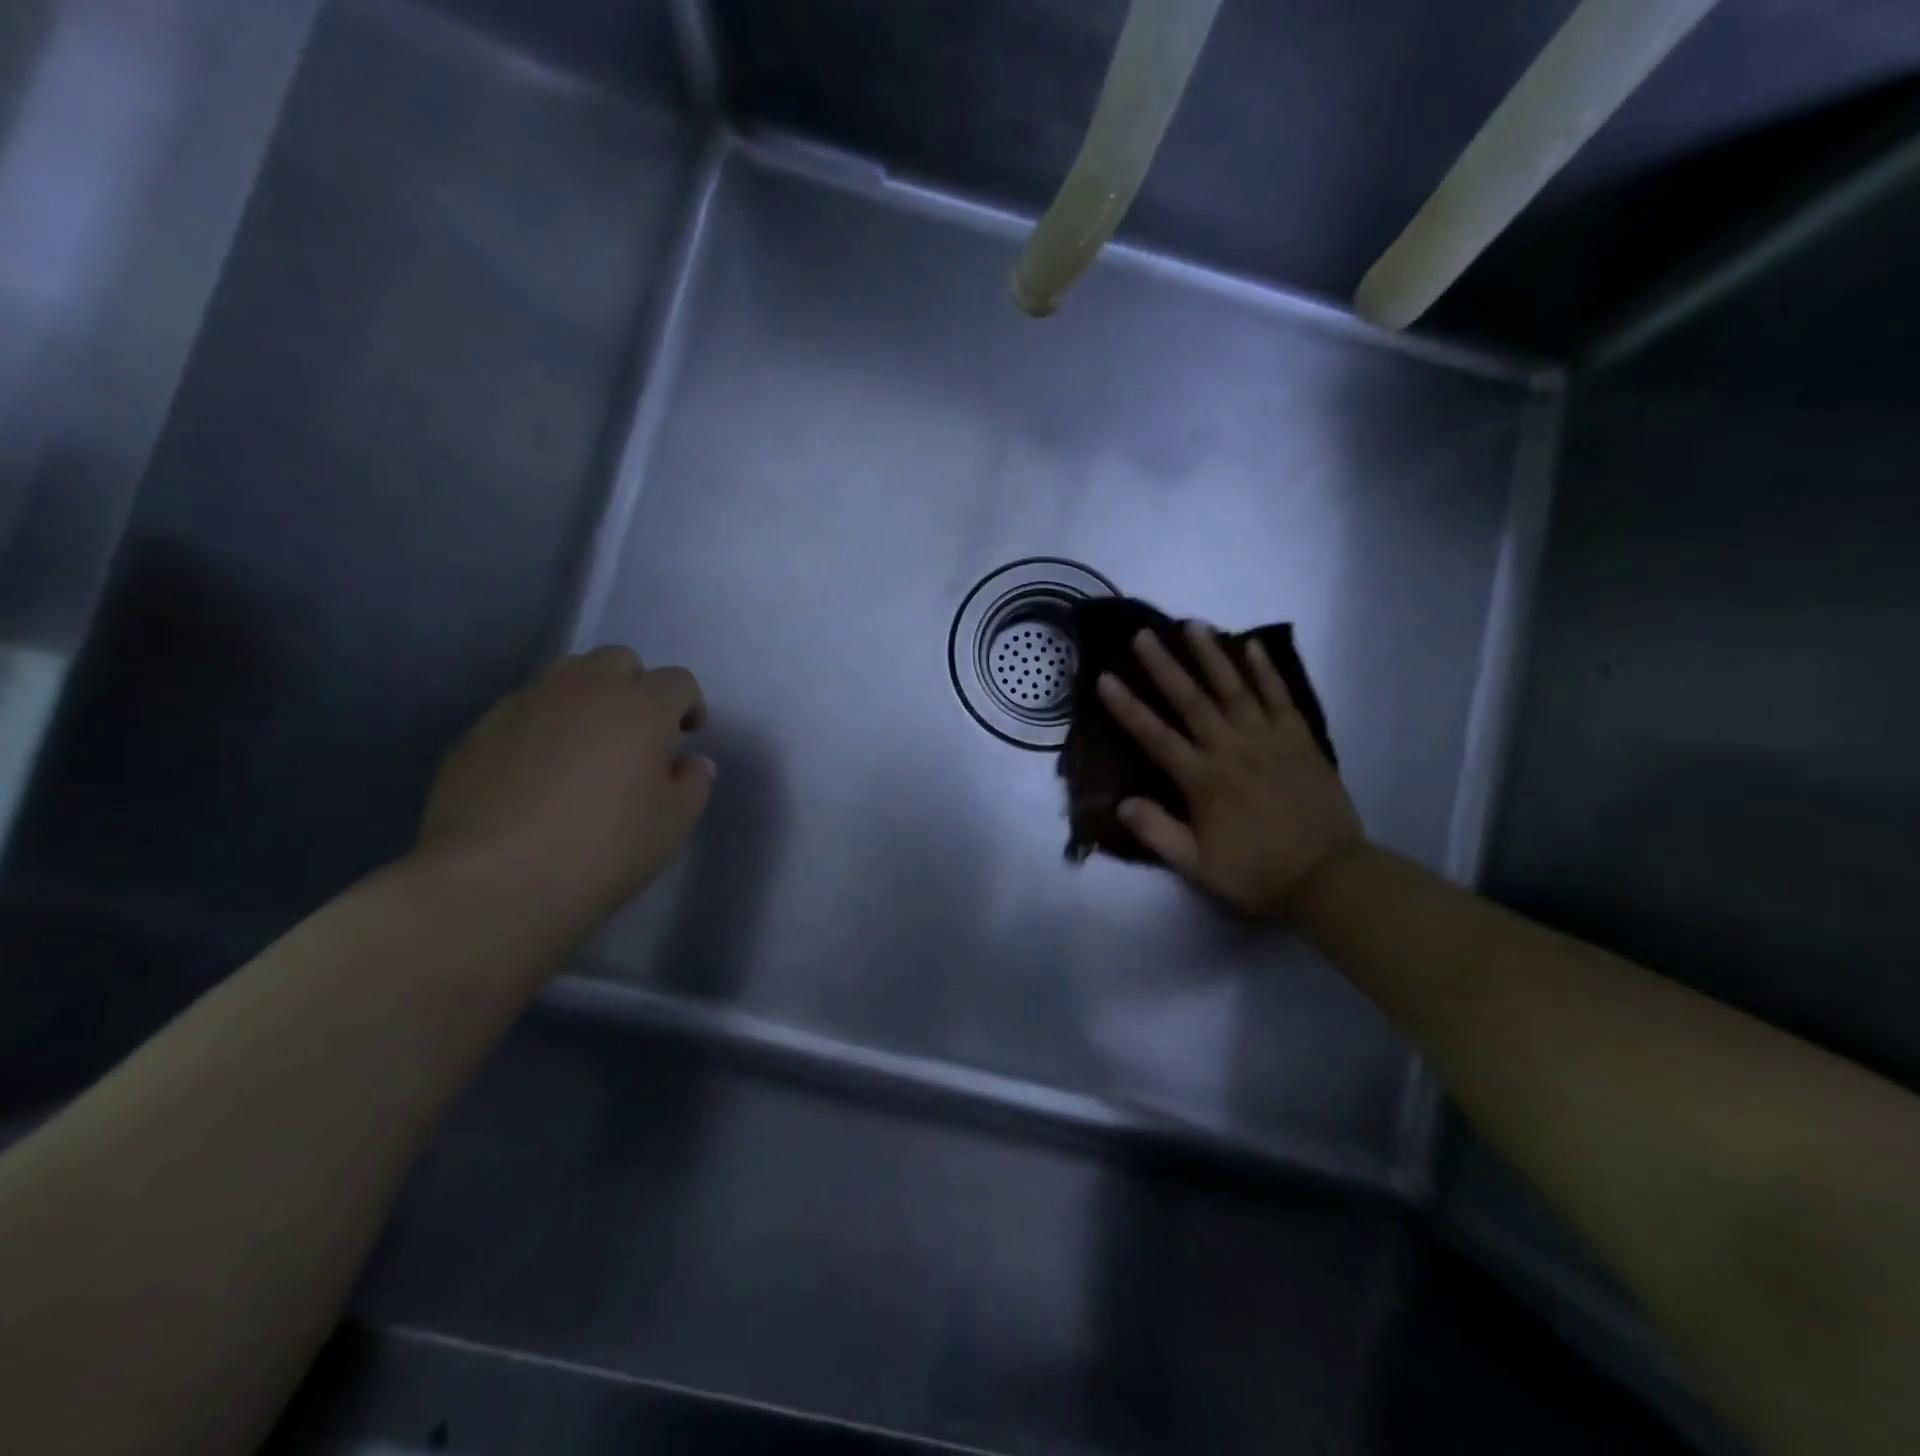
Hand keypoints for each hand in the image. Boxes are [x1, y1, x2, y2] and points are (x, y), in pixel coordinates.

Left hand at [416, 646, 714, 925]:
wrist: (494, 880)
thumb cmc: (605, 848)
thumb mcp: (674, 823)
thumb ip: (693, 783)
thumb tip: (689, 762)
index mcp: (641, 706)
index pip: (678, 682)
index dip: (689, 706)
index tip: (686, 737)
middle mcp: (584, 689)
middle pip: (619, 661)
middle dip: (635, 687)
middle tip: (636, 734)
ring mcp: (525, 704)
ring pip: (566, 676)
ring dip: (587, 699)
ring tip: (586, 747)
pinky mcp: (479, 730)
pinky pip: (524, 711)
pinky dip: (542, 727)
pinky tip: (537, 774)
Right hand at [1097, 623, 1363, 919]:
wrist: (1329, 877)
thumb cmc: (1256, 873)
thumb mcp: (1197, 866)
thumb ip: (1157, 832)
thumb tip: (1121, 802)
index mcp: (1203, 780)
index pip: (1155, 736)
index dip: (1128, 707)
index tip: (1106, 678)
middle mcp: (1232, 749)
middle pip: (1192, 700)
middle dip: (1164, 666)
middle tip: (1143, 635)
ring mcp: (1269, 740)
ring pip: (1234, 689)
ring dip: (1211, 656)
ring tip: (1192, 625)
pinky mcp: (1300, 740)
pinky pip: (1280, 697)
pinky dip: (1266, 671)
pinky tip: (1252, 645)